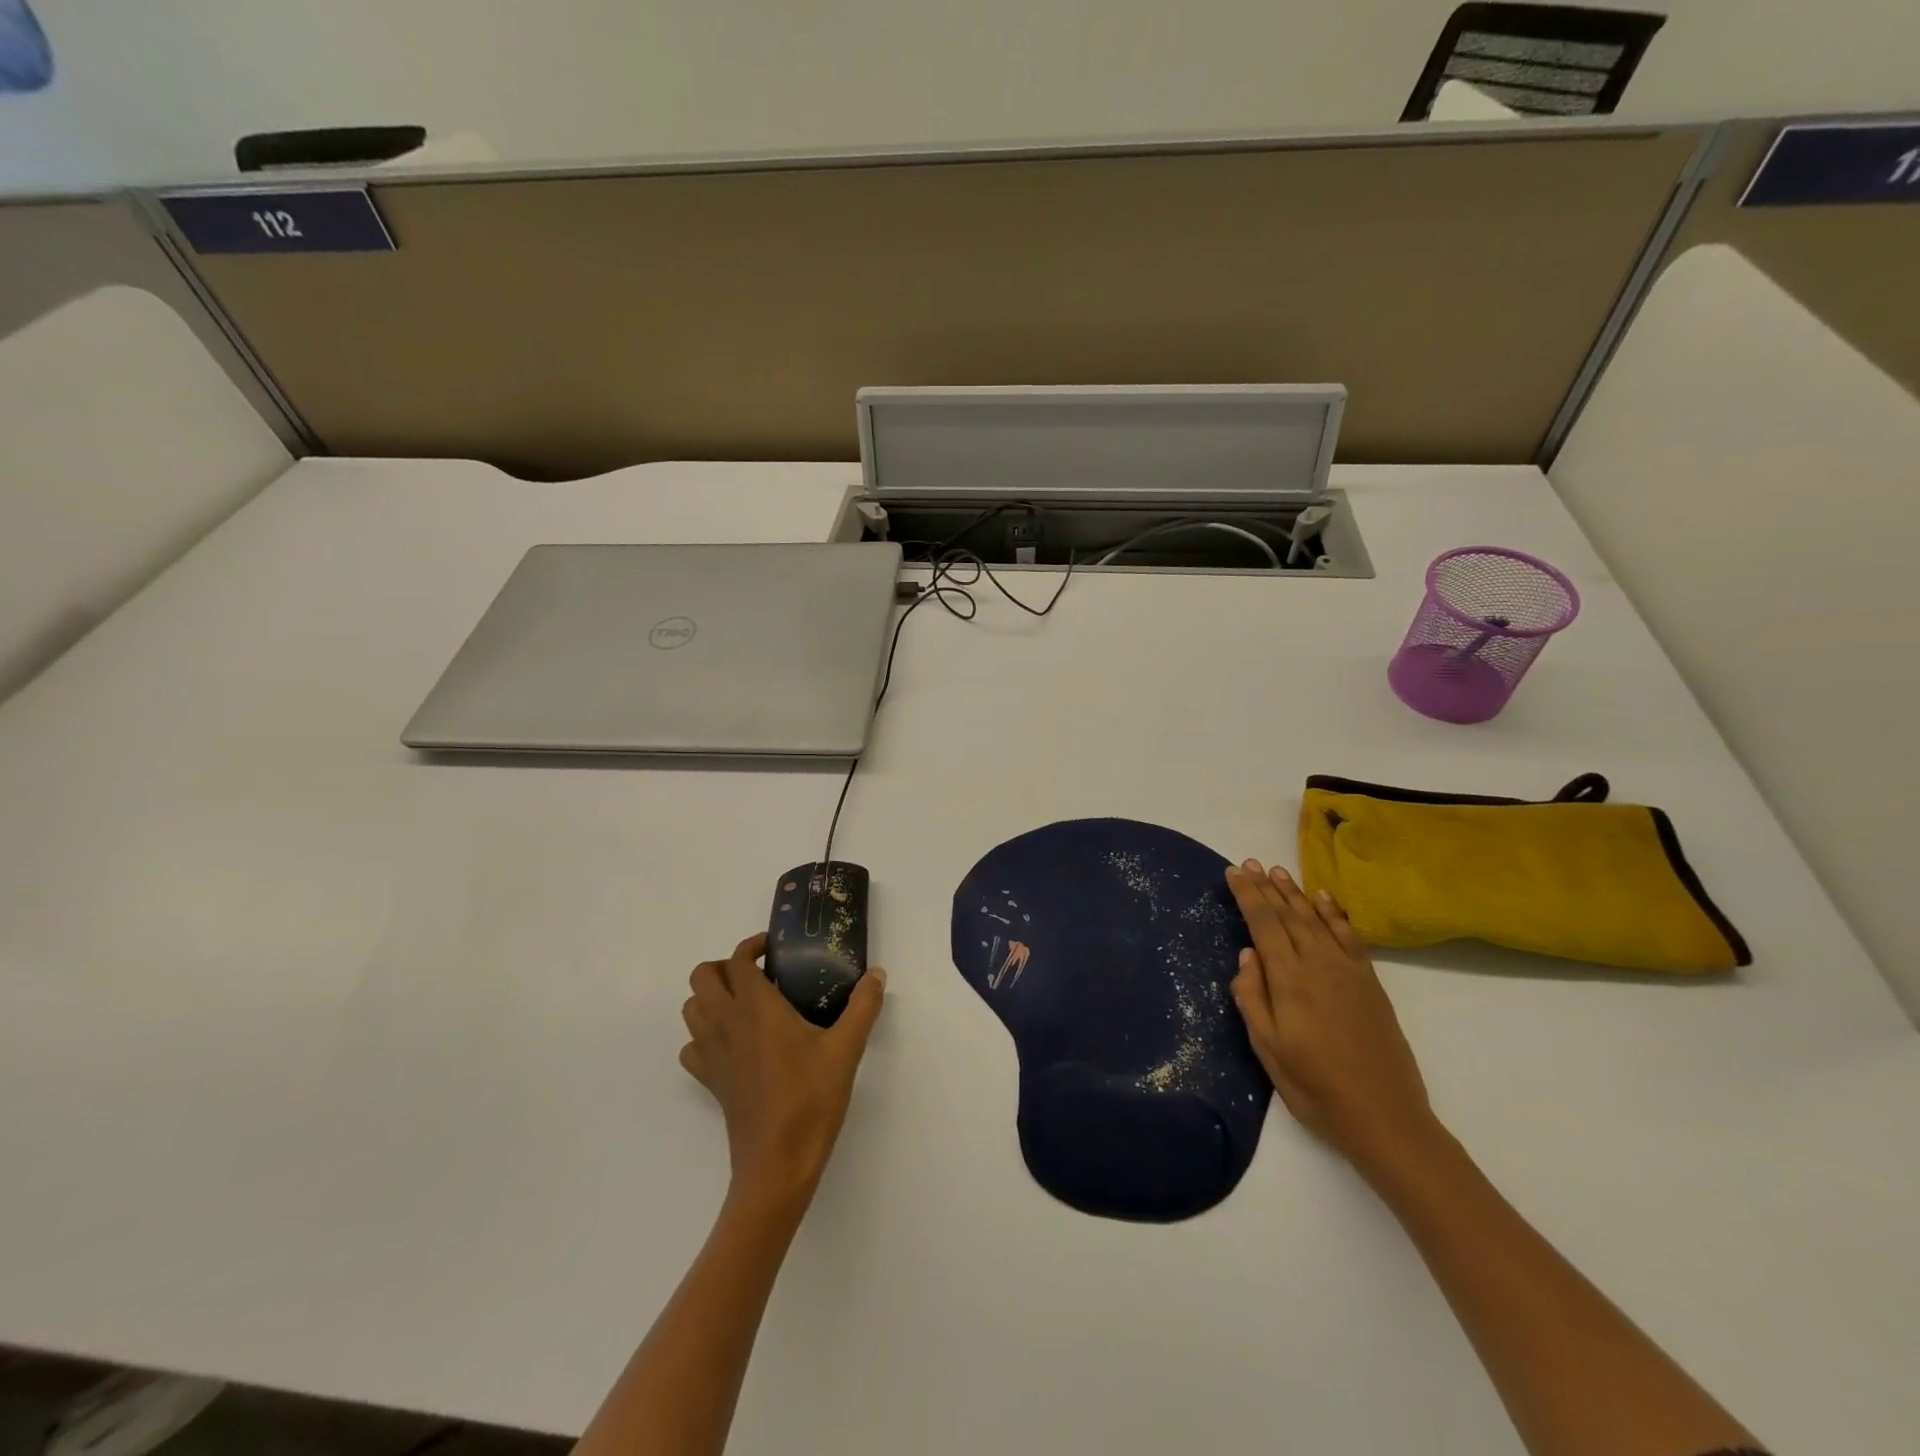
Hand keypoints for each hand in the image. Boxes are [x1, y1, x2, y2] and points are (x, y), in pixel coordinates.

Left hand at [680, 933, 886, 1209]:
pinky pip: (692, 1047)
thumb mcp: (846, 1049)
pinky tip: (733, 1043)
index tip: (774, 948)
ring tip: (745, 1002)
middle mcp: (726, 1024)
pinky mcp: (710, 1082)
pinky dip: (704, 1035)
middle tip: (759, 973)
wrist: (778, 1164)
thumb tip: (877, 974)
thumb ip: (863, 1006)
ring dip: (711, 996)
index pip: (736, 961)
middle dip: (724, 966)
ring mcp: (712, 1055)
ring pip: (691, 1009)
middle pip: (702, 978)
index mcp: (756, 1008)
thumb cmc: (811, 1099)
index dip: (751, 946)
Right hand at [1226, 861, 1440, 1177]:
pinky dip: (1334, 913)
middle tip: (1251, 863)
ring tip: (1278, 872)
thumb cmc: (1314, 1086)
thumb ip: (1252, 997)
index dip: (1247, 895)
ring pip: (1316, 919)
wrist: (1384, 1116)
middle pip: (1289, 915)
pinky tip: (1323, 898)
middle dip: (1268, 887)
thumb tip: (1247, 955)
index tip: (1234, 872)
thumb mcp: (1267, 1048)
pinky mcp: (1370, 982)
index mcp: (1289, 979)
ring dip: (1296, 893)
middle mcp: (1318, 964)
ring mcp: (1348, 971)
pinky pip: (1349, 936)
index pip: (1263, 924)